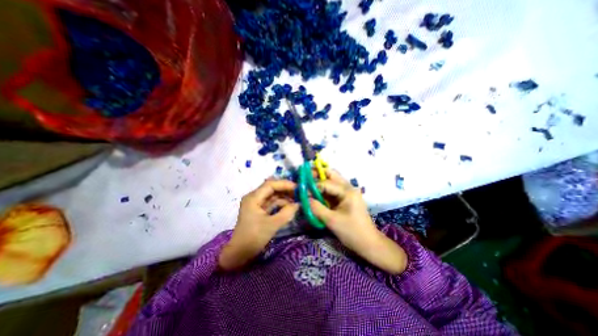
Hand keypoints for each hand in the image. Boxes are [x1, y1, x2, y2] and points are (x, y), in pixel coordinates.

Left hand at [219, 179, 298, 269]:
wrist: (239, 254)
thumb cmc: (253, 238)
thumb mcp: (272, 225)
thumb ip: (287, 213)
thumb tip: (299, 204)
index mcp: (253, 198)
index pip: (271, 185)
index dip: (285, 184)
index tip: (298, 188)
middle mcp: (254, 197)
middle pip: (272, 188)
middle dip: (286, 190)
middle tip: (300, 193)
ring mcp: (257, 203)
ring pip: (273, 195)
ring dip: (285, 197)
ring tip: (298, 199)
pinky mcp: (260, 210)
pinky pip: (272, 203)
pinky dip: (281, 204)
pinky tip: (291, 206)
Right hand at [308, 169, 406, 273]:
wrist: (369, 243)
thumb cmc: (352, 232)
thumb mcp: (332, 221)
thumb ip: (316, 208)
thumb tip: (303, 199)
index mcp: (347, 191)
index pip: (326, 183)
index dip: (312, 186)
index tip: (301, 190)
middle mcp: (348, 187)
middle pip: (331, 174)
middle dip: (317, 174)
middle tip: (305, 178)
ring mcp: (348, 192)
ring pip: (332, 180)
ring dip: (320, 180)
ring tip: (308, 184)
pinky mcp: (346, 198)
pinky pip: (333, 189)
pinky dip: (324, 189)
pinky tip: (316, 193)